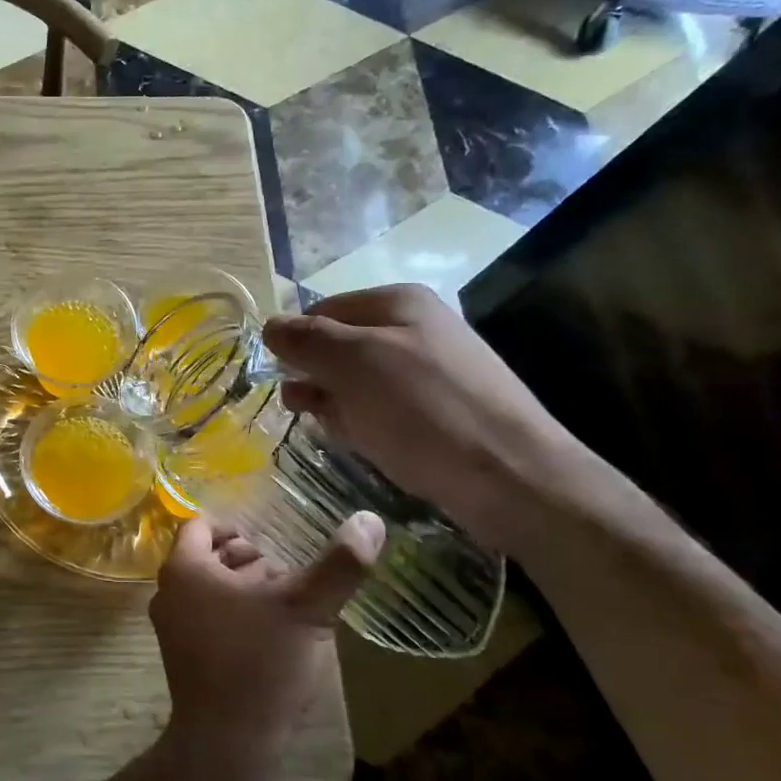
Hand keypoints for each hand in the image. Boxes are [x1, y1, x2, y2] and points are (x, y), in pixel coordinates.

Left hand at [151, 513, 383, 770]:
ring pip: (212, 591)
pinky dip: (237, 619)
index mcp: (185, 568)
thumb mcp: (306, 608)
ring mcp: (172, 629)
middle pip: (210, 558)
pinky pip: (209, 621)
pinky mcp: (182, 659)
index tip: (271, 546)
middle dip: (249, 563)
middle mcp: (168, 592)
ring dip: (247, 592)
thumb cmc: (259, 663)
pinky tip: (272, 641)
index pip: (202, 525)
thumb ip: (339, 564)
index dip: (237, 528)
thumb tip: (370, 519)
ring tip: (286, 612)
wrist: (226, 743)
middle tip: (287, 581)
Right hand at [261, 285, 585, 553]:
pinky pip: (381, 410)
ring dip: (336, 405)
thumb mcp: (354, 364)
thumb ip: (306, 340)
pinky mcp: (436, 412)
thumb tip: (269, 325)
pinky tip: (364, 444)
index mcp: (397, 303)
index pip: (321, 310)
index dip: (295, 342)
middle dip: (315, 378)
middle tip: (301, 409)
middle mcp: (413, 329)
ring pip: (356, 382)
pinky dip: (363, 424)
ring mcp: (427, 372)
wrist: (511, 477)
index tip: (281, 379)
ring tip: (337, 430)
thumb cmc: (424, 410)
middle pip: (338, 346)